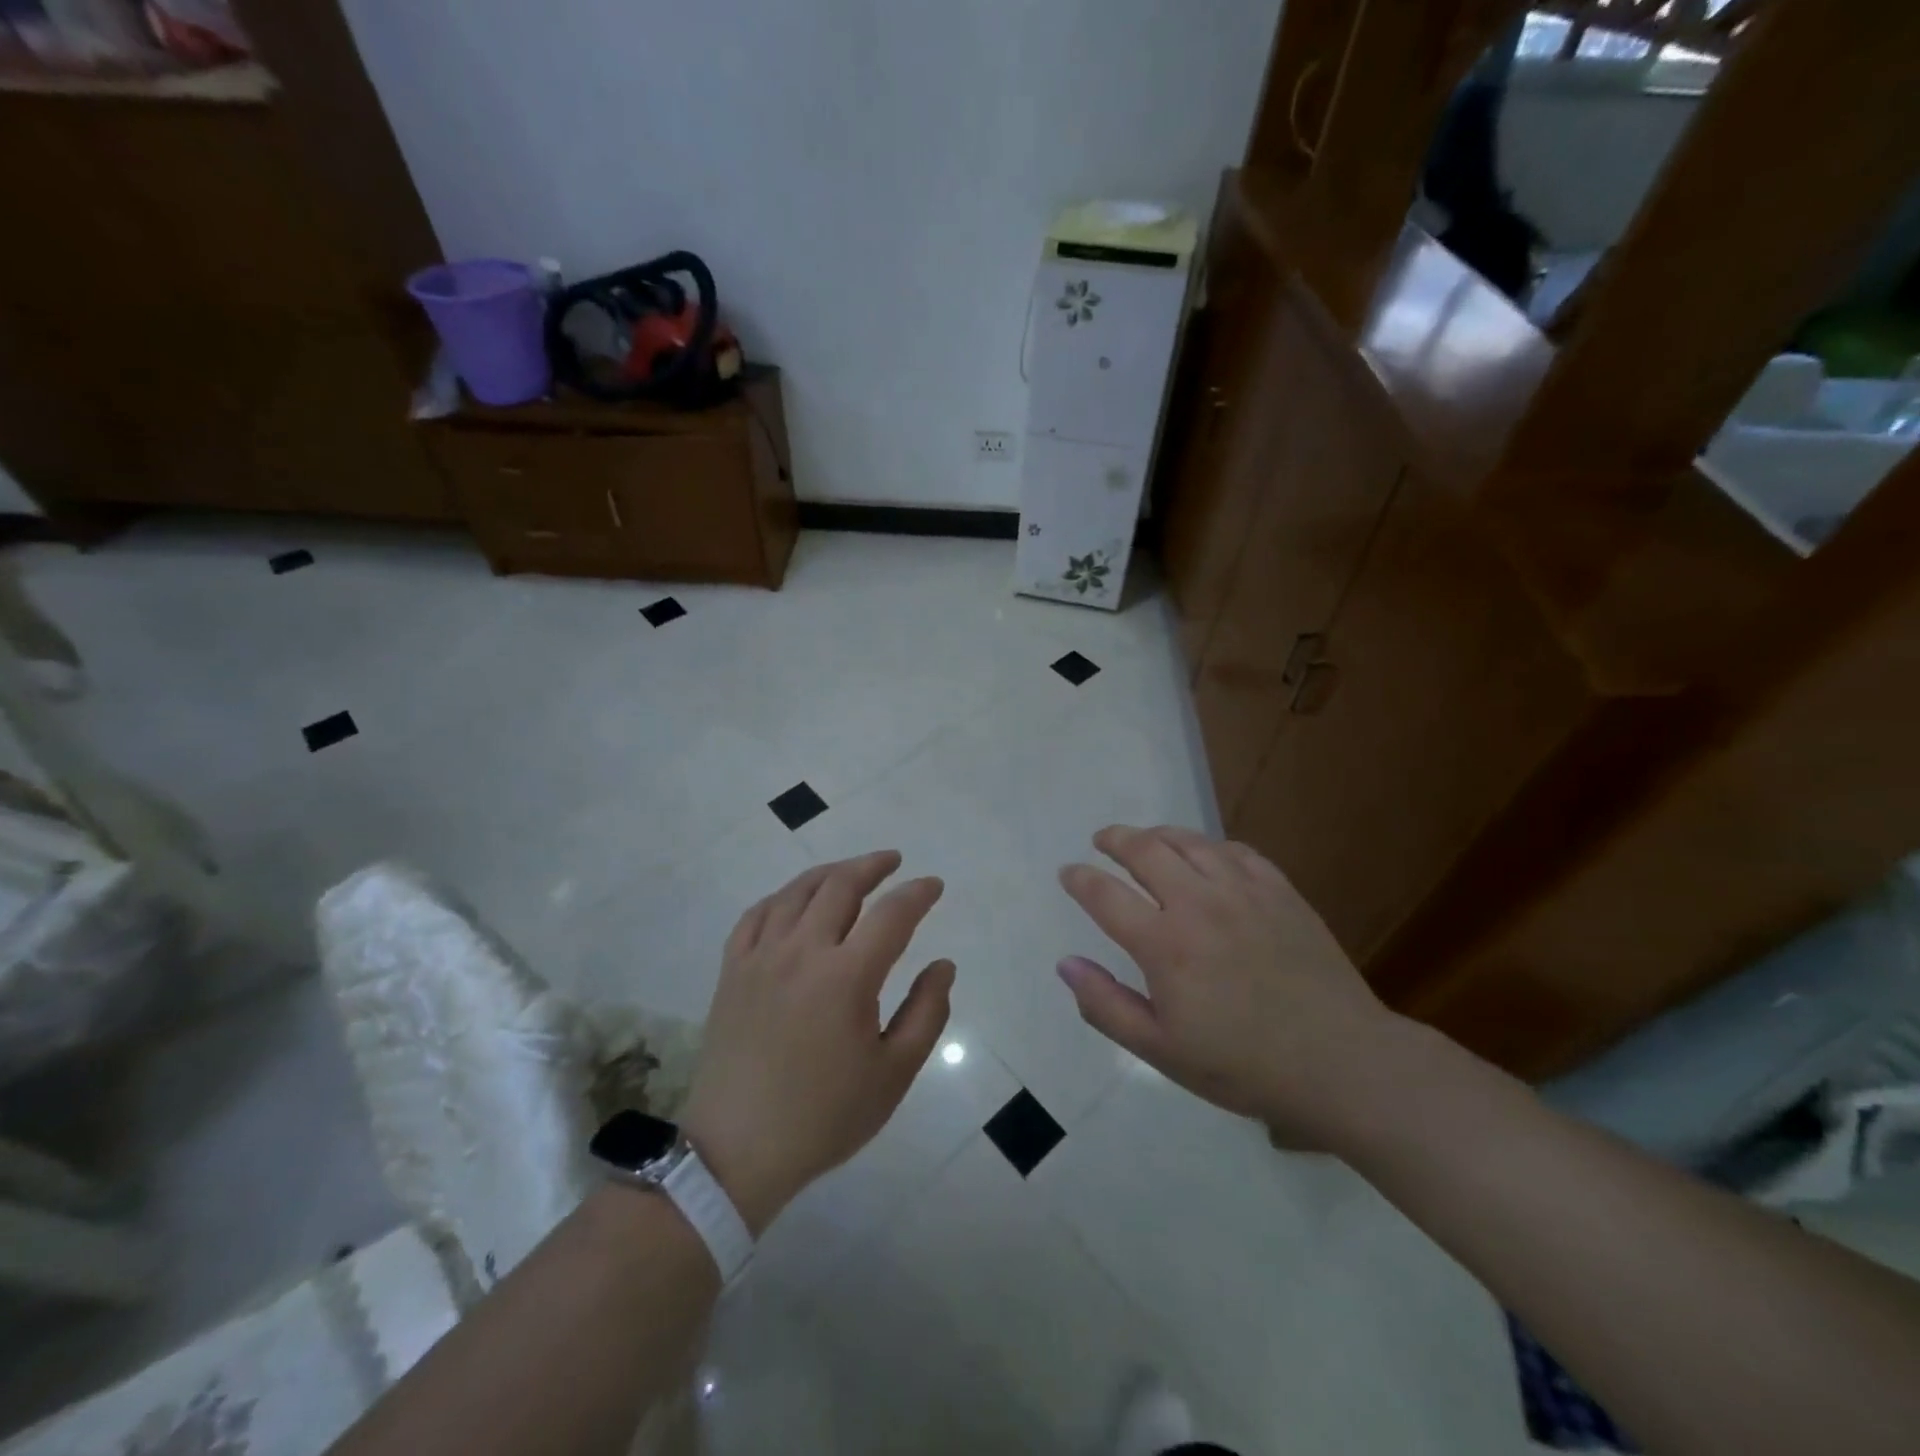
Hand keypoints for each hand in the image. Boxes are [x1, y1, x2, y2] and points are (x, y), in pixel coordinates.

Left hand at [682, 851, 953, 1233]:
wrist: (736, 1150)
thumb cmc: (824, 1116)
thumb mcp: (893, 1074)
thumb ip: (926, 1013)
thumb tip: (943, 965)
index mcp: (847, 976)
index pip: (892, 914)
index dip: (918, 893)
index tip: (934, 885)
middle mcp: (802, 951)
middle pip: (841, 885)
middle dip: (873, 866)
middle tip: (894, 862)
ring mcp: (761, 956)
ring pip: (797, 891)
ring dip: (830, 872)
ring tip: (851, 871)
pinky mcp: (732, 970)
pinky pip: (757, 914)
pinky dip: (782, 897)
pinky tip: (794, 900)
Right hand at [1057, 825, 1399, 1139]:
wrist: (1340, 1062)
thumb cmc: (1242, 1064)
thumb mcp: (1161, 1050)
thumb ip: (1106, 1005)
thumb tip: (1065, 964)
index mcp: (1164, 944)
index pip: (1105, 894)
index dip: (1079, 879)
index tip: (1068, 873)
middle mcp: (1198, 903)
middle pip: (1144, 850)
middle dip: (1114, 839)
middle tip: (1101, 840)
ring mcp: (1243, 891)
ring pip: (1189, 841)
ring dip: (1158, 834)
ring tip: (1145, 839)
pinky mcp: (1280, 890)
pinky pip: (1235, 850)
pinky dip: (1208, 845)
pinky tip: (1205, 855)